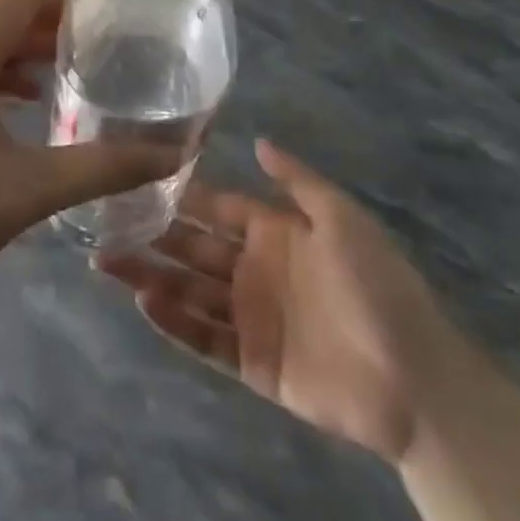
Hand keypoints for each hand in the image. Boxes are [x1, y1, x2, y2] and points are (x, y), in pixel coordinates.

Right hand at [98, 139, 462, 463]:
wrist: (415, 379)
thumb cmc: (378, 286)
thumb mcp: (343, 219)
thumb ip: (297, 181)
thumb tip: (258, 141)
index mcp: (275, 232)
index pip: (217, 207)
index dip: (181, 195)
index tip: (137, 179)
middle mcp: (255, 270)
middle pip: (193, 248)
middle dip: (152, 234)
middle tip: (104, 223)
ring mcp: (250, 317)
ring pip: (188, 291)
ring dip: (150, 276)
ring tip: (106, 262)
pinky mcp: (251, 362)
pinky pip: (204, 338)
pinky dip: (173, 321)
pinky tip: (143, 302)